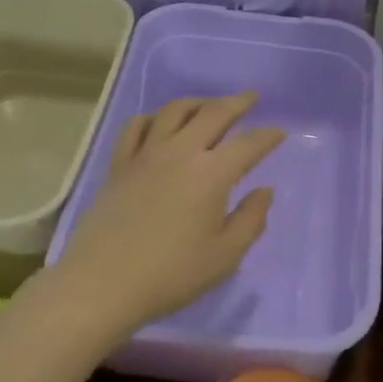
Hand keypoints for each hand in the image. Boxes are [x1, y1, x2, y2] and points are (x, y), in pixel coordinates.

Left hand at [53, 94, 284, 342]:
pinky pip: (136, 127)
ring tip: (209, 105)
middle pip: (213, 113)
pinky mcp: (119, 165)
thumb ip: (251, 220)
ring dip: (198, 102)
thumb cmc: (171, 274)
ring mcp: (146, 155)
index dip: (267, 137)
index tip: (280, 133)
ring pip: (174, 111)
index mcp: (211, 174)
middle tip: (251, 97)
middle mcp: (180, 152)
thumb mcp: (224, 257)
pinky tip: (159, 123)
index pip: (248, 145)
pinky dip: (153, 118)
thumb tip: (264, 191)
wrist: (102, 283)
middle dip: (237, 102)